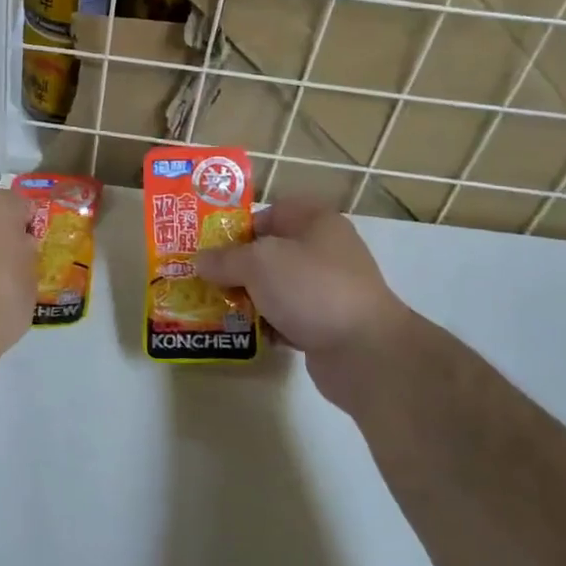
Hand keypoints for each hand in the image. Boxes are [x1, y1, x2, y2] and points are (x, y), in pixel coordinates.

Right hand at [194, 200, 411, 409]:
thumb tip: (200, 261)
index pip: (269, 213)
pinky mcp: (326, 324)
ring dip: (248, 298)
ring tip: (215, 308)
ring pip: (276, 287)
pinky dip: (266, 324)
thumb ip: (225, 259)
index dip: (238, 226)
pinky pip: (286, 317)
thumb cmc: (311, 289)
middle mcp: (324, 250)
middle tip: (204, 280)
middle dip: (236, 267)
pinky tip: (242, 334)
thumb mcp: (258, 263)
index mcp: (315, 222)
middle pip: (269, 252)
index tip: (209, 247)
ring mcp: (327, 289)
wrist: (365, 352)